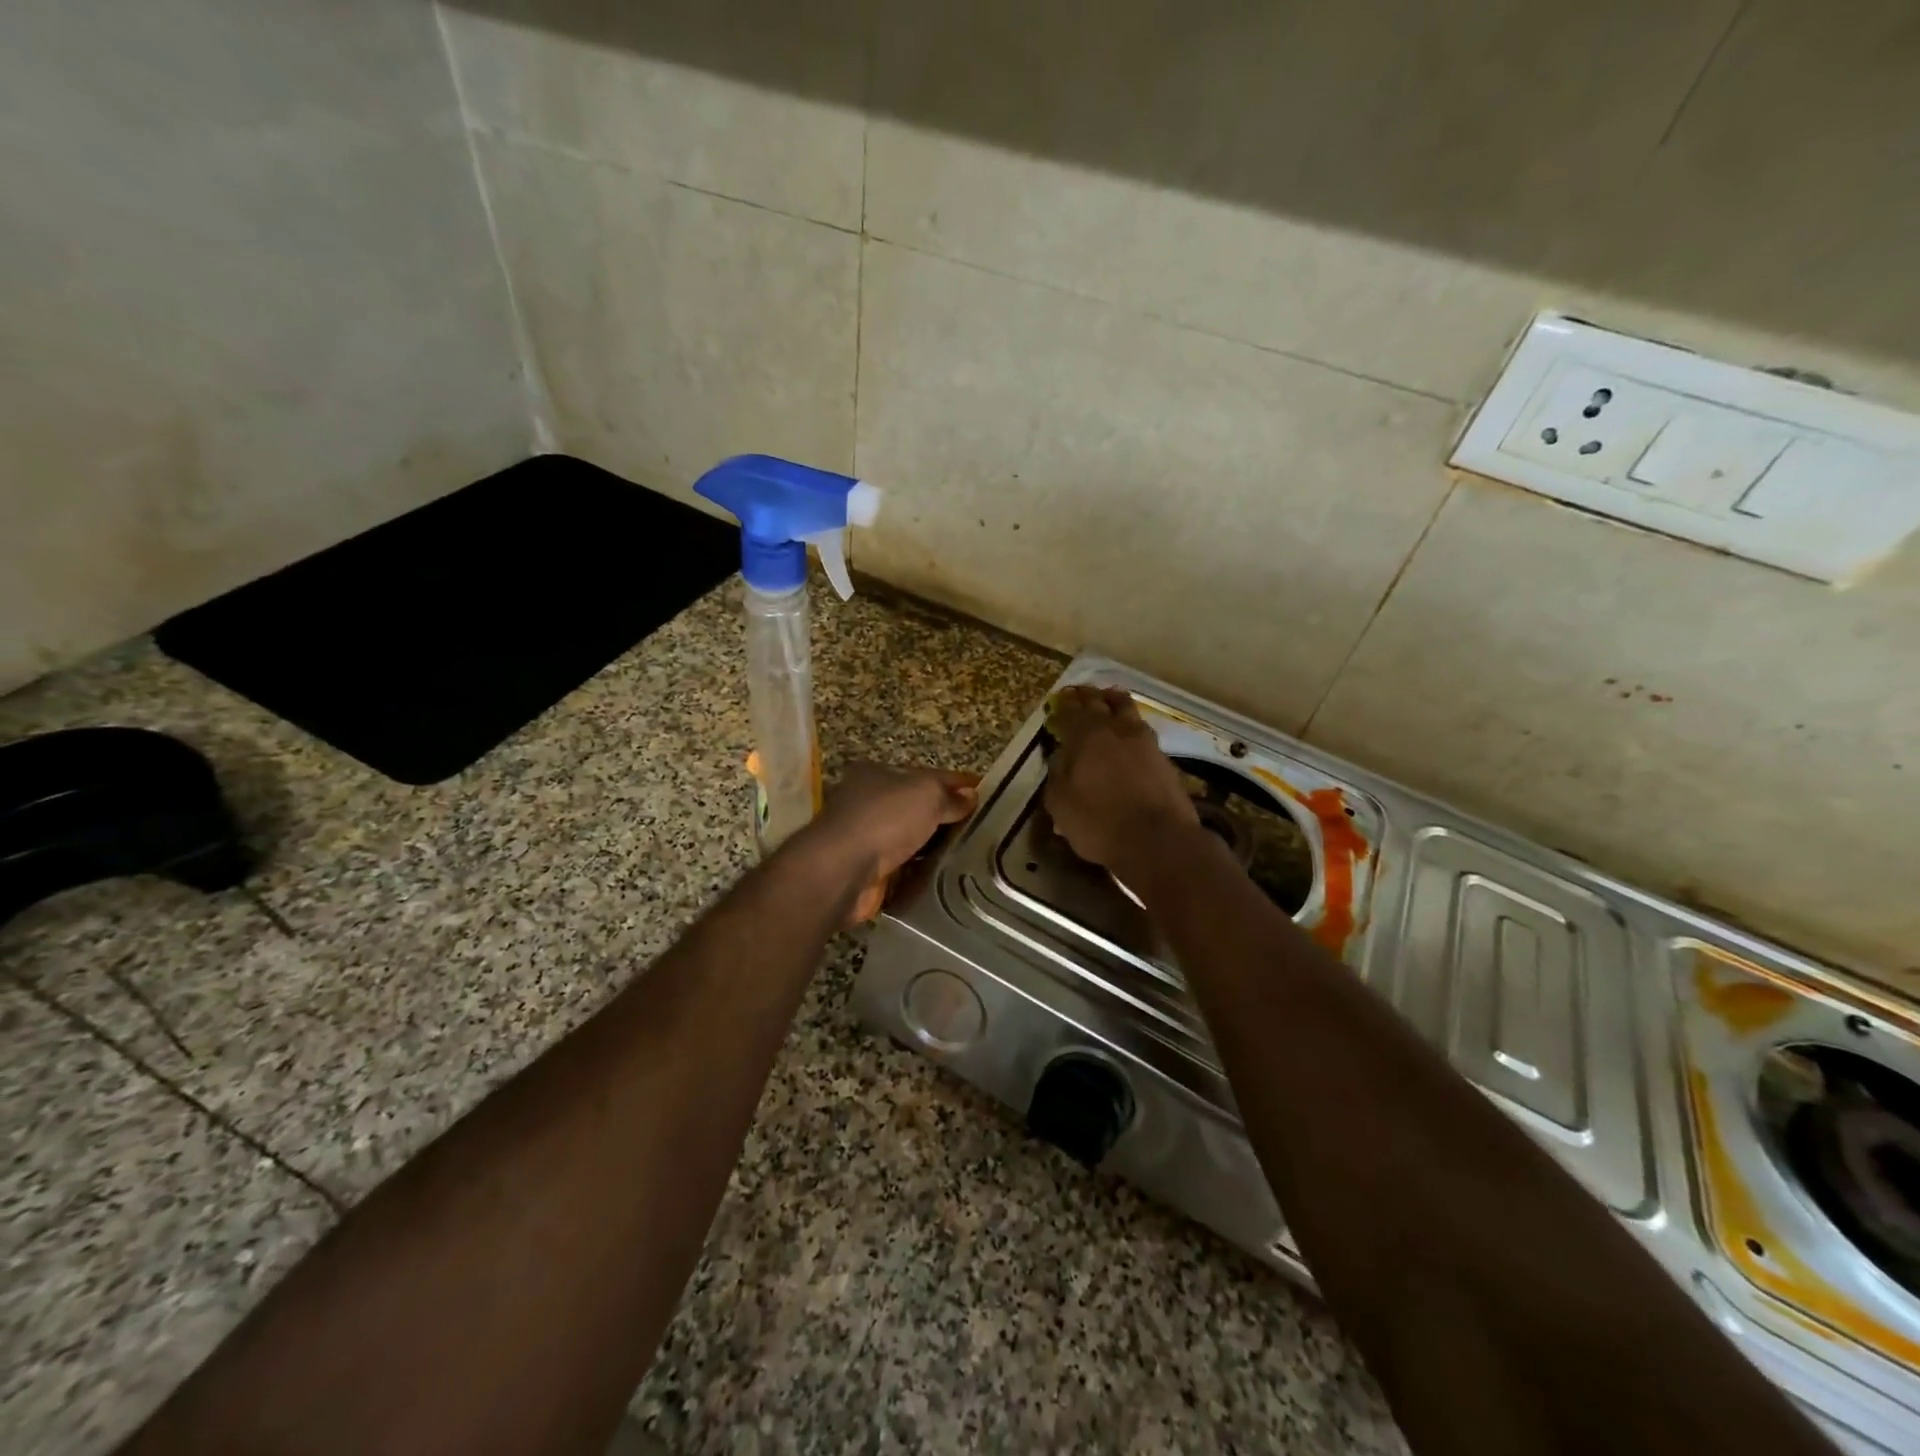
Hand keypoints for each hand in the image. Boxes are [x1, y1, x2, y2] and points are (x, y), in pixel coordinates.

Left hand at [808, 763, 979, 921]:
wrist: (843, 871)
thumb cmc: (885, 819)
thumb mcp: (926, 794)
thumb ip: (950, 795)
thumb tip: (971, 797)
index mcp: (878, 774)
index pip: (927, 774)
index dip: (957, 782)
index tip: (985, 793)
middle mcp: (869, 803)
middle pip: (918, 807)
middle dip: (948, 816)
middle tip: (984, 828)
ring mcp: (868, 839)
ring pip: (912, 840)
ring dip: (936, 847)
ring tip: (974, 853)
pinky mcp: (870, 872)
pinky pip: (905, 869)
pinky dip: (923, 871)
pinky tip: (948, 876)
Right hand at [1043, 686, 1196, 869]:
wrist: (1158, 841)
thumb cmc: (1099, 823)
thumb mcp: (1060, 803)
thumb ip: (1057, 775)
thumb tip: (1061, 758)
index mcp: (1086, 736)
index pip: (1072, 710)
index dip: (1064, 703)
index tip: (1060, 698)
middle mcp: (1116, 730)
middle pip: (1102, 702)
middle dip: (1089, 696)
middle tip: (1081, 692)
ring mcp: (1145, 742)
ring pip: (1128, 711)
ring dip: (1115, 703)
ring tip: (1110, 700)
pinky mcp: (1164, 759)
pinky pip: (1143, 733)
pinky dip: (1132, 728)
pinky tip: (1130, 736)